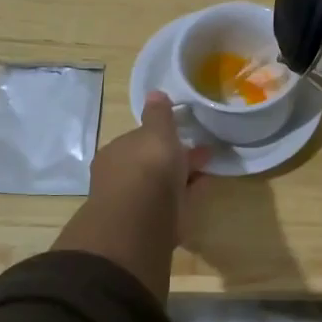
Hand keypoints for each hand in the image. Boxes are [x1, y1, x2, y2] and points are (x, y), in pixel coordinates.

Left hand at [52, 93, 210, 298]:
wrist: (140, 221)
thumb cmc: (147, 167)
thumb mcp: (157, 131)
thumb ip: (158, 115)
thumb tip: (155, 93)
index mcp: (116, 152)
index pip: (140, 140)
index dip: (162, 137)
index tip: (185, 135)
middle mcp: (119, 177)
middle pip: (150, 165)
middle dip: (174, 160)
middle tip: (203, 156)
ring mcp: (132, 204)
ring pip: (160, 187)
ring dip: (180, 181)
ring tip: (206, 176)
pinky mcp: (146, 228)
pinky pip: (168, 207)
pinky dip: (182, 200)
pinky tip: (197, 197)